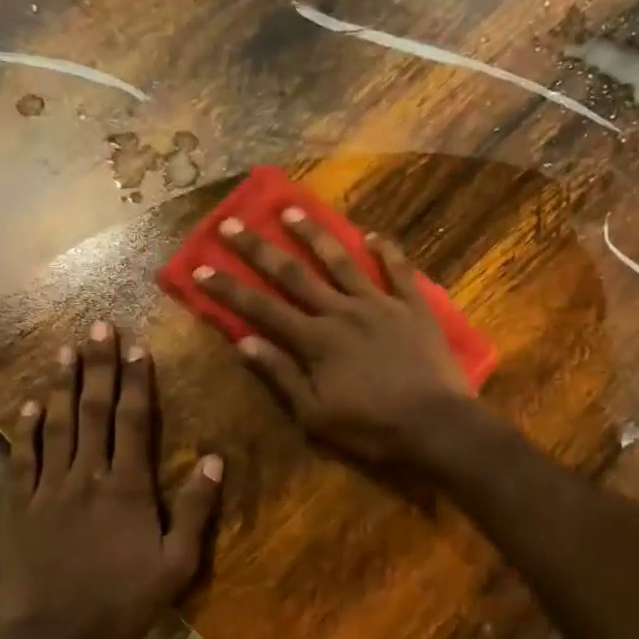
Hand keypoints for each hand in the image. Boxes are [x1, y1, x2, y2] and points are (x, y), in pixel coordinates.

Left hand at [4, 324, 221, 638]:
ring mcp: (49, 489)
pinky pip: (22, 459)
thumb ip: (195, 509)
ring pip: (57, 426)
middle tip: (97, 327)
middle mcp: (87, 476)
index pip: (135, 422)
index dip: (137, 382)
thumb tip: (216, 459)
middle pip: (94, 411)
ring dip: (62, 386)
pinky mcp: (20, 507)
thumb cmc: (122, 603)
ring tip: (64, 350)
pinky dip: (25, 429)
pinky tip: (27, 405)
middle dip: (99, 367)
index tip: (138, 348)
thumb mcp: (177, 564)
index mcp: (128, 488)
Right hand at [195, 209, 475, 465]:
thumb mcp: (316, 415)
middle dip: (259, 248)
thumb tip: (244, 343)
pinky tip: (375, 235)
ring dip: (315, 234)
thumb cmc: (372, 428)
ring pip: (342, 261)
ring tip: (292, 210)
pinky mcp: (415, 307)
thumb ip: (282, 376)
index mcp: (315, 341)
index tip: (201, 265)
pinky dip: (387, 251)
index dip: (229, 288)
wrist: (437, 425)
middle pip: (294, 274)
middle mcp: (342, 312)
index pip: (262, 308)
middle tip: (233, 222)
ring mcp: (380, 305)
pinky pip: (399, 271)